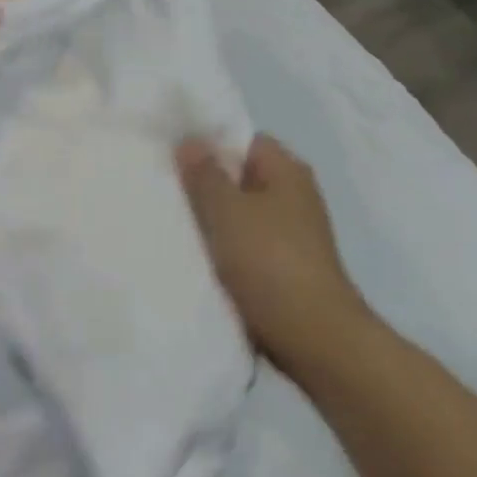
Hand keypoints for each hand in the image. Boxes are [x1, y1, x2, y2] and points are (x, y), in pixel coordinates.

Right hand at [176, 134, 372, 373]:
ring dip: (212, 219)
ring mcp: (292, 232)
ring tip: (172, 221)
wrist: (313, 336)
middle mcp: (294, 195)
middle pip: (240, 176)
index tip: (172, 155)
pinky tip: (196, 255)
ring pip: (240, 213)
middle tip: (164, 187)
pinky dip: (224, 247)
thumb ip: (205, 174)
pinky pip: (245, 243)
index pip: (243, 139)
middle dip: (204, 183)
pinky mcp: (284, 265)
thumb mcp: (227, 211)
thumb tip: (190, 140)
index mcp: (287, 171)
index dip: (208, 143)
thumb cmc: (269, 262)